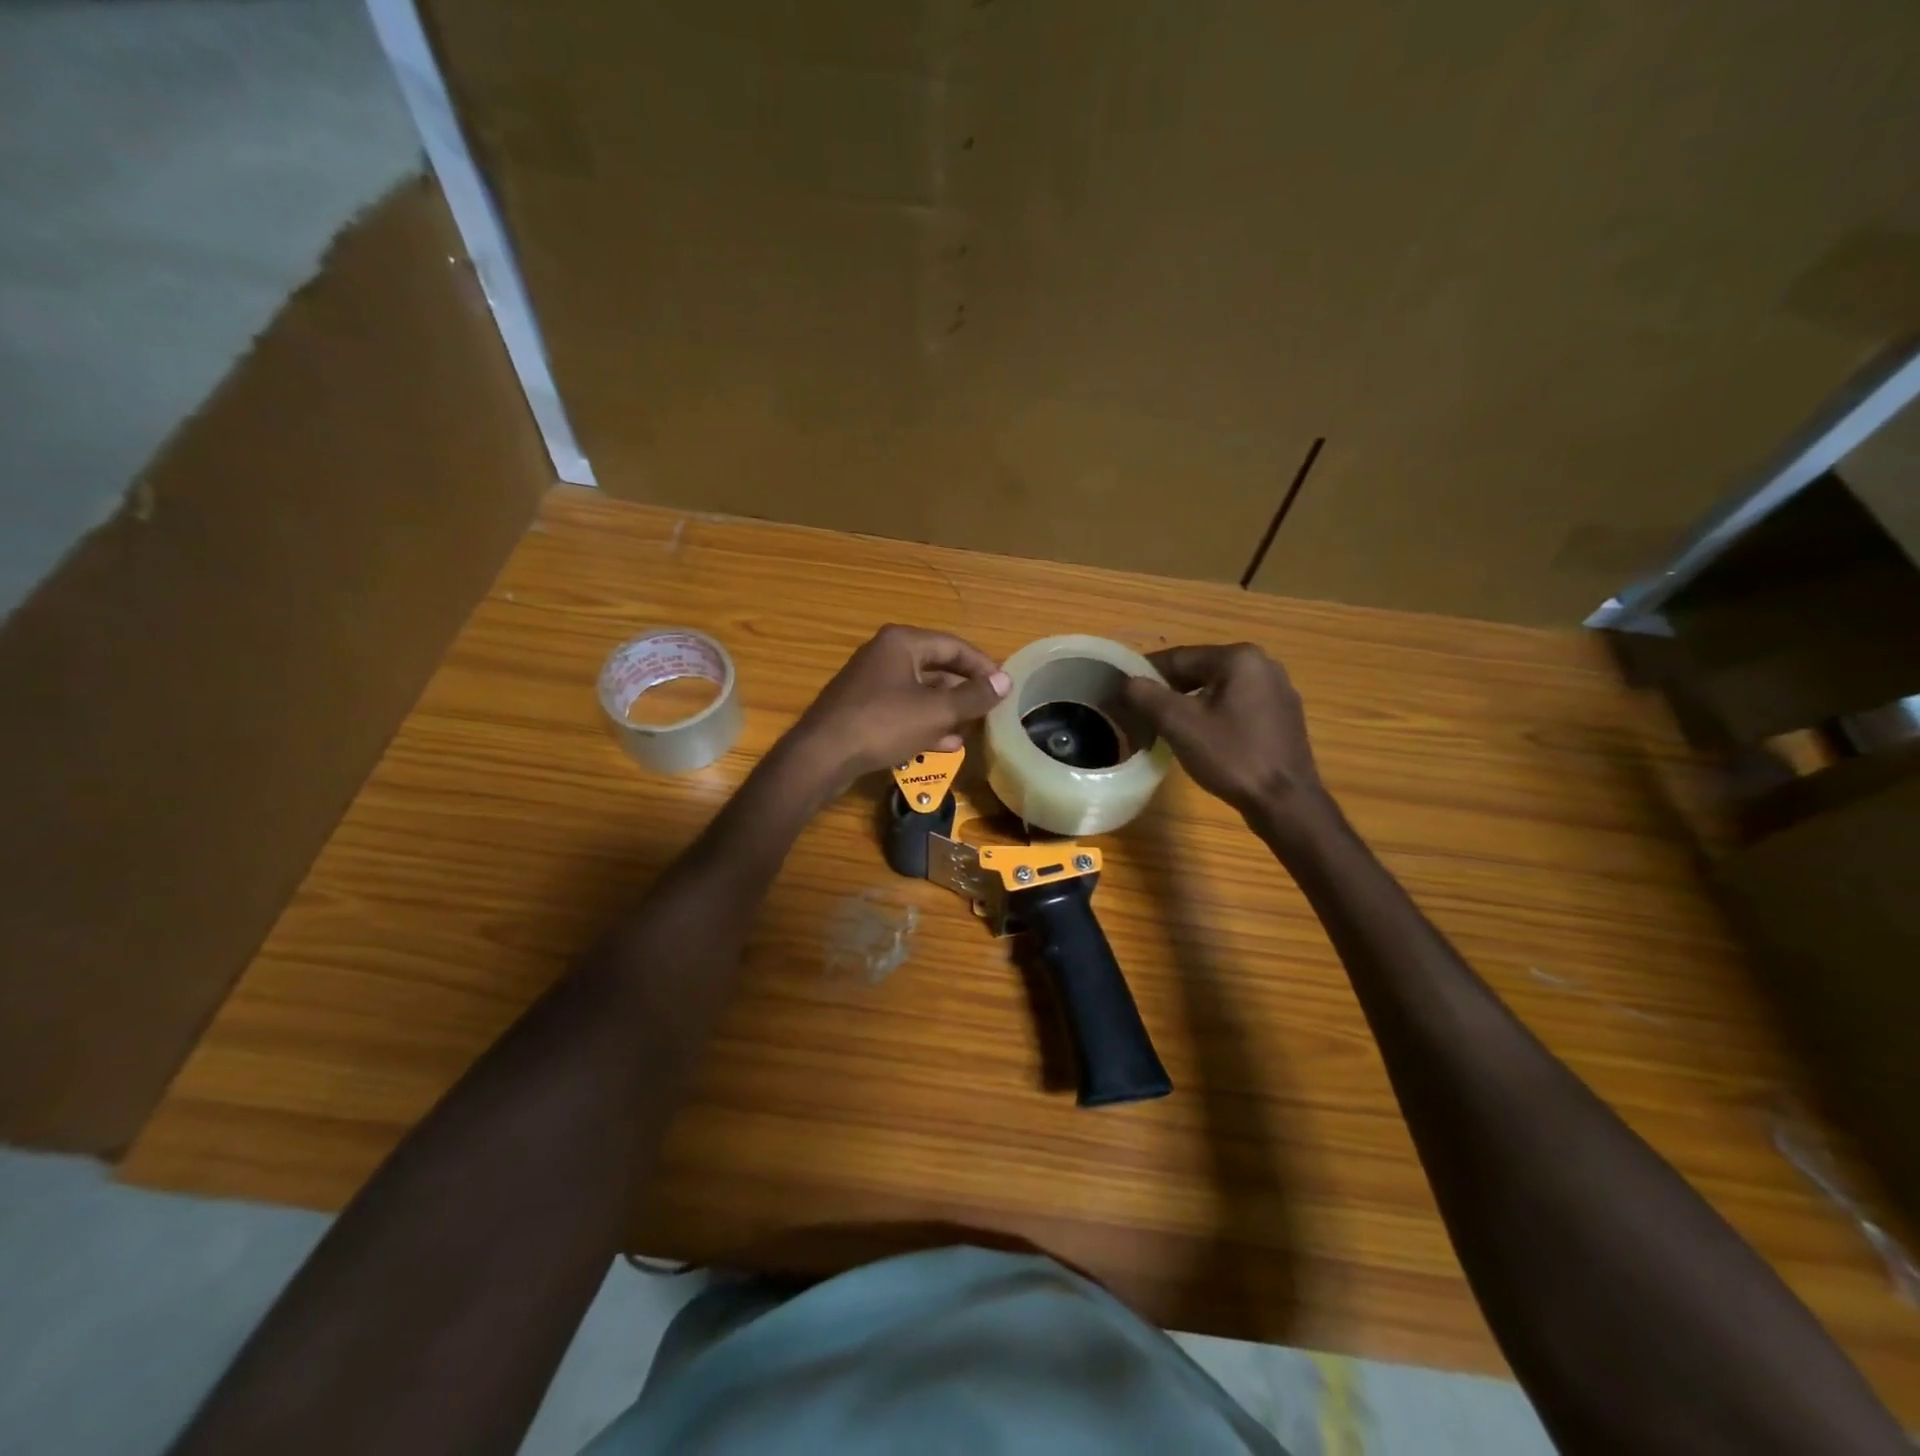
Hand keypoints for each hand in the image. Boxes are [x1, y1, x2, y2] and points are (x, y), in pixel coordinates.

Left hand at [788, 625, 1010, 789]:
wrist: (822, 755)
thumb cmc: (883, 724)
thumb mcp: (936, 711)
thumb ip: (973, 696)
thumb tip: (1006, 681)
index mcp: (902, 642)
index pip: (954, 646)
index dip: (983, 665)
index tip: (1004, 686)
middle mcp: (885, 654)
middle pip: (936, 667)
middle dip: (963, 690)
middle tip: (989, 708)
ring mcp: (870, 682)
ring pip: (919, 691)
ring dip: (946, 710)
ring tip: (970, 729)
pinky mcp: (862, 708)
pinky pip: (902, 709)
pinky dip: (924, 722)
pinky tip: (943, 744)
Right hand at [1120, 643, 1322, 821]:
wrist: (1285, 801)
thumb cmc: (1231, 756)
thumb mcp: (1179, 724)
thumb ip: (1146, 696)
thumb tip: (1126, 682)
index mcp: (1238, 658)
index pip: (1178, 657)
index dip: (1145, 675)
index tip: (1122, 693)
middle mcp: (1262, 664)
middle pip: (1198, 671)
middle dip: (1167, 691)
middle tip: (1140, 714)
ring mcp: (1277, 690)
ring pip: (1216, 689)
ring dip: (1188, 704)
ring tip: (1165, 727)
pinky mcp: (1282, 715)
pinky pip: (1236, 705)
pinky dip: (1213, 714)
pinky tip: (1202, 738)